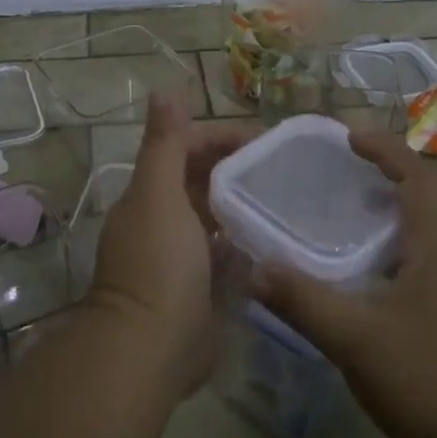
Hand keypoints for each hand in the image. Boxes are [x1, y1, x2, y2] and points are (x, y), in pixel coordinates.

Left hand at [89, 94, 253, 393]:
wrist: (149, 349)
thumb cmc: (158, 264)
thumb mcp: (158, 195)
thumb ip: (163, 144)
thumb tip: (165, 89)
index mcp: (150, 194)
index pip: (184, 148)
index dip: (219, 137)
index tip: (262, 140)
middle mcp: (163, 220)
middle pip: (201, 181)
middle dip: (236, 169)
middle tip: (283, 169)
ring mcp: (182, 256)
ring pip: (216, 218)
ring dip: (243, 206)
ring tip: (287, 200)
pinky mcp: (200, 288)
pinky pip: (227, 255)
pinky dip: (246, 244)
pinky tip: (275, 241)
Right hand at [254, 131, 436, 437]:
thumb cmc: (425, 380)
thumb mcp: (353, 338)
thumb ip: (302, 300)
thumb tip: (254, 268)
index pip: (417, 177)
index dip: (385, 150)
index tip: (349, 137)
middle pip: (434, 193)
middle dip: (396, 170)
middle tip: (352, 168)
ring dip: (404, 204)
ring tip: (360, 208)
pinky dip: (409, 237)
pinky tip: (379, 266)